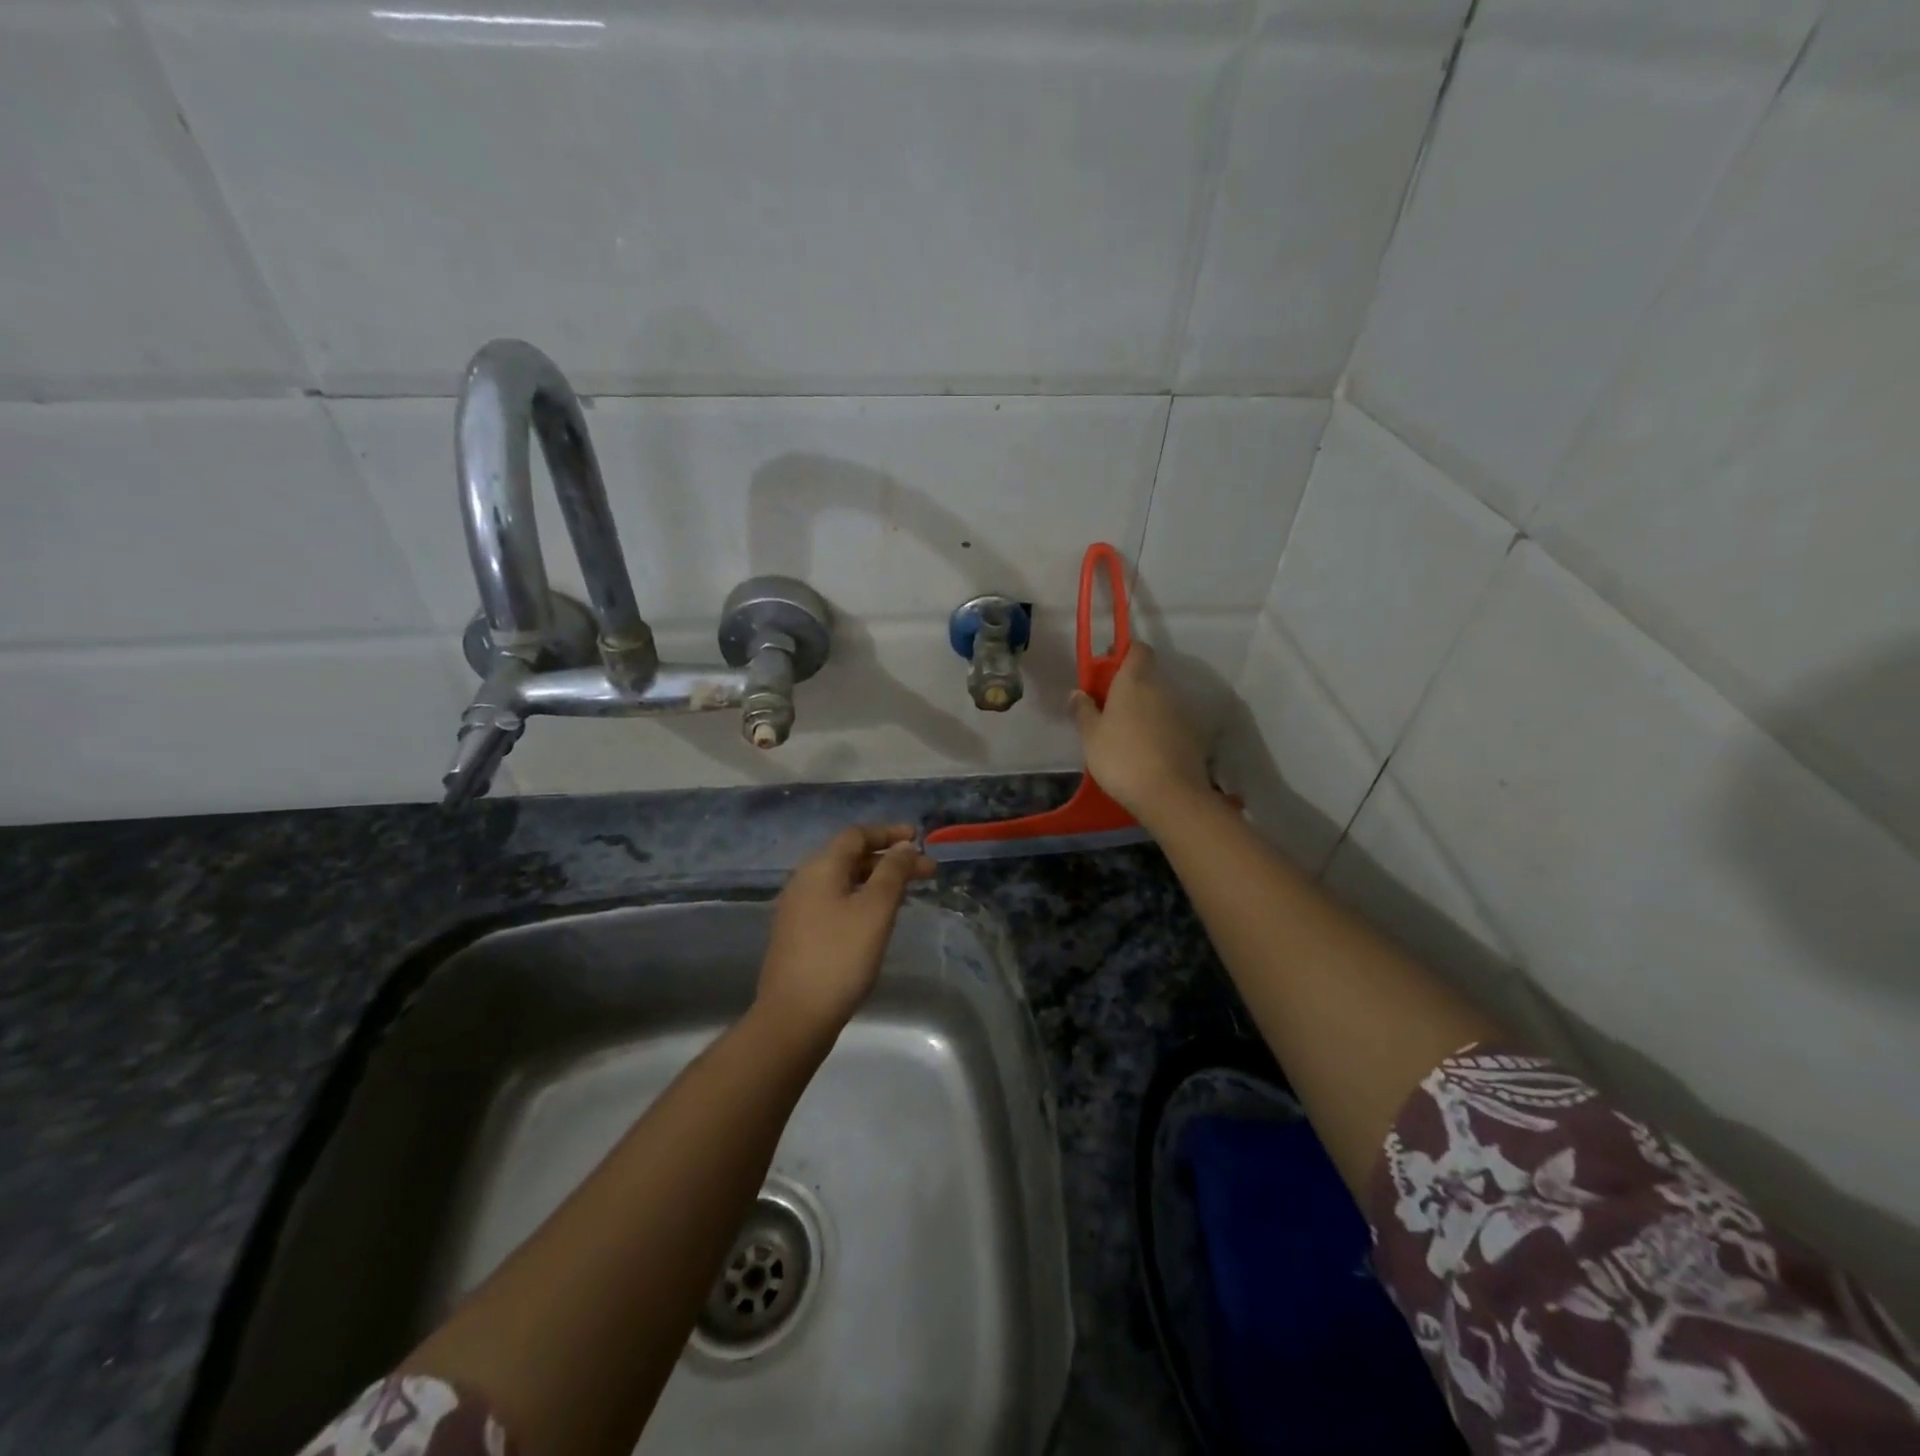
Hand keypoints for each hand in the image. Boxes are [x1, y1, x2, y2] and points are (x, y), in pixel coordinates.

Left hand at [754, 824, 935, 1040]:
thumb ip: (892, 873)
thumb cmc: (840, 957)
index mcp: (820, 868)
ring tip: (907, 894)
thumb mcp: (875, 910)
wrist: (794, 1017)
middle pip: (850, 857)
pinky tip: (878, 918)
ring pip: (843, 882)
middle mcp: (804, 881)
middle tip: (927, 872)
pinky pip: (835, 902)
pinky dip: (861, 899)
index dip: (888, 833)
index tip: (918, 839)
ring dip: (877, 881)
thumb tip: (903, 847)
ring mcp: (798, 909)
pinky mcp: (798, 935)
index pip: (856, 835)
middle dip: (889, 860)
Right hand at [1070, 643, 1210, 823]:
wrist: (1170, 794)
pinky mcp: (1193, 735)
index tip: (1106, 670)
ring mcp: (1181, 711)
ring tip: (1125, 734)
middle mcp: (1162, 688)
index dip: (1122, 653)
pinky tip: (1145, 751)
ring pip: (1159, 700)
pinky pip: (1170, 722)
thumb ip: (1083, 710)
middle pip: (1147, 675)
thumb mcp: (1090, 736)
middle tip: (1107, 708)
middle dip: (1129, 686)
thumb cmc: (1121, 758)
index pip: (1137, 649)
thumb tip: (1078, 693)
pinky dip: (1158, 729)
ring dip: (1144, 709)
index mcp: (1135, 680)